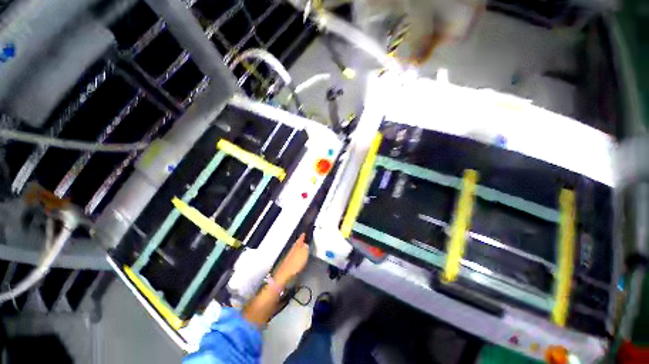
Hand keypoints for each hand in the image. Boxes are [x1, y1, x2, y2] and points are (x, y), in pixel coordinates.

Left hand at [273, 233, 308, 285]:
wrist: (285, 273)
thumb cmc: (295, 263)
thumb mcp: (304, 253)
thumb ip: (305, 248)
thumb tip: (306, 244)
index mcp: (296, 246)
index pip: (300, 239)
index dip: (302, 236)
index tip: (304, 233)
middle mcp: (292, 250)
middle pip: (296, 244)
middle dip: (300, 241)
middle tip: (303, 239)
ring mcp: (290, 256)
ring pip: (295, 249)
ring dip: (298, 247)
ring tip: (302, 247)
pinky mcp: (289, 262)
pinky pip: (294, 255)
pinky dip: (296, 253)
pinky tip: (298, 256)